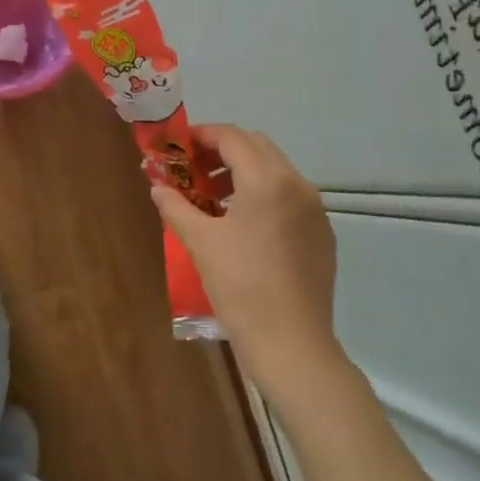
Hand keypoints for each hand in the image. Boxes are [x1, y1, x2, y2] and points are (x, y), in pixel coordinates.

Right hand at [151, 125, 345, 404]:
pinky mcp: (322, 233)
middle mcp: (297, 184)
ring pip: (276, 170)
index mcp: (267, 180)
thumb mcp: (200, 242)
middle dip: (223, 151)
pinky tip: (244, 227)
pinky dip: (265, 195)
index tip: (179, 147)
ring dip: (244, 172)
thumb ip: (176, 206)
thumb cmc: (240, 287)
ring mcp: (315, 209)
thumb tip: (157, 186)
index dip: (202, 135)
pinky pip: (290, 197)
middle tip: (195, 171)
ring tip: (215, 200)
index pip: (232, 137)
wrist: (292, 344)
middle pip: (257, 146)